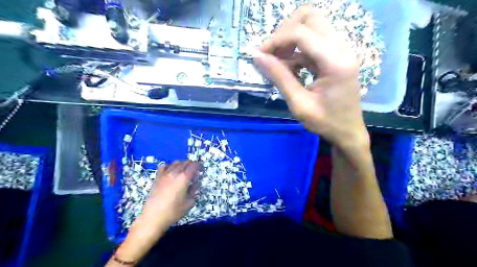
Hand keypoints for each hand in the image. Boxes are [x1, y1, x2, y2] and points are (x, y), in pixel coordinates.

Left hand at [138, 161, 198, 231]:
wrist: (153, 217)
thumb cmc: (173, 211)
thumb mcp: (189, 203)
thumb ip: (194, 190)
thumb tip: (195, 184)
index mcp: (184, 178)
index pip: (194, 166)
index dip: (199, 166)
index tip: (202, 170)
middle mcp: (175, 173)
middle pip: (185, 162)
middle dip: (192, 164)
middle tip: (195, 171)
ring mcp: (165, 174)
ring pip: (175, 163)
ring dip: (182, 164)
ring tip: (184, 171)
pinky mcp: (157, 178)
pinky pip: (164, 166)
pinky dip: (169, 166)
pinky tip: (171, 171)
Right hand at [255, 7, 369, 150]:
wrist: (348, 131)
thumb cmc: (325, 122)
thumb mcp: (299, 104)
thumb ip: (279, 78)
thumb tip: (258, 57)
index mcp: (335, 61)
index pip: (302, 33)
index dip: (276, 40)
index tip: (260, 55)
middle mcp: (342, 48)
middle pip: (310, 17)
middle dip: (285, 32)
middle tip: (272, 53)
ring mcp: (341, 49)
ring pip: (312, 25)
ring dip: (291, 40)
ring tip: (279, 62)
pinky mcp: (337, 55)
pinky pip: (314, 41)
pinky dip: (298, 50)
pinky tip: (291, 68)